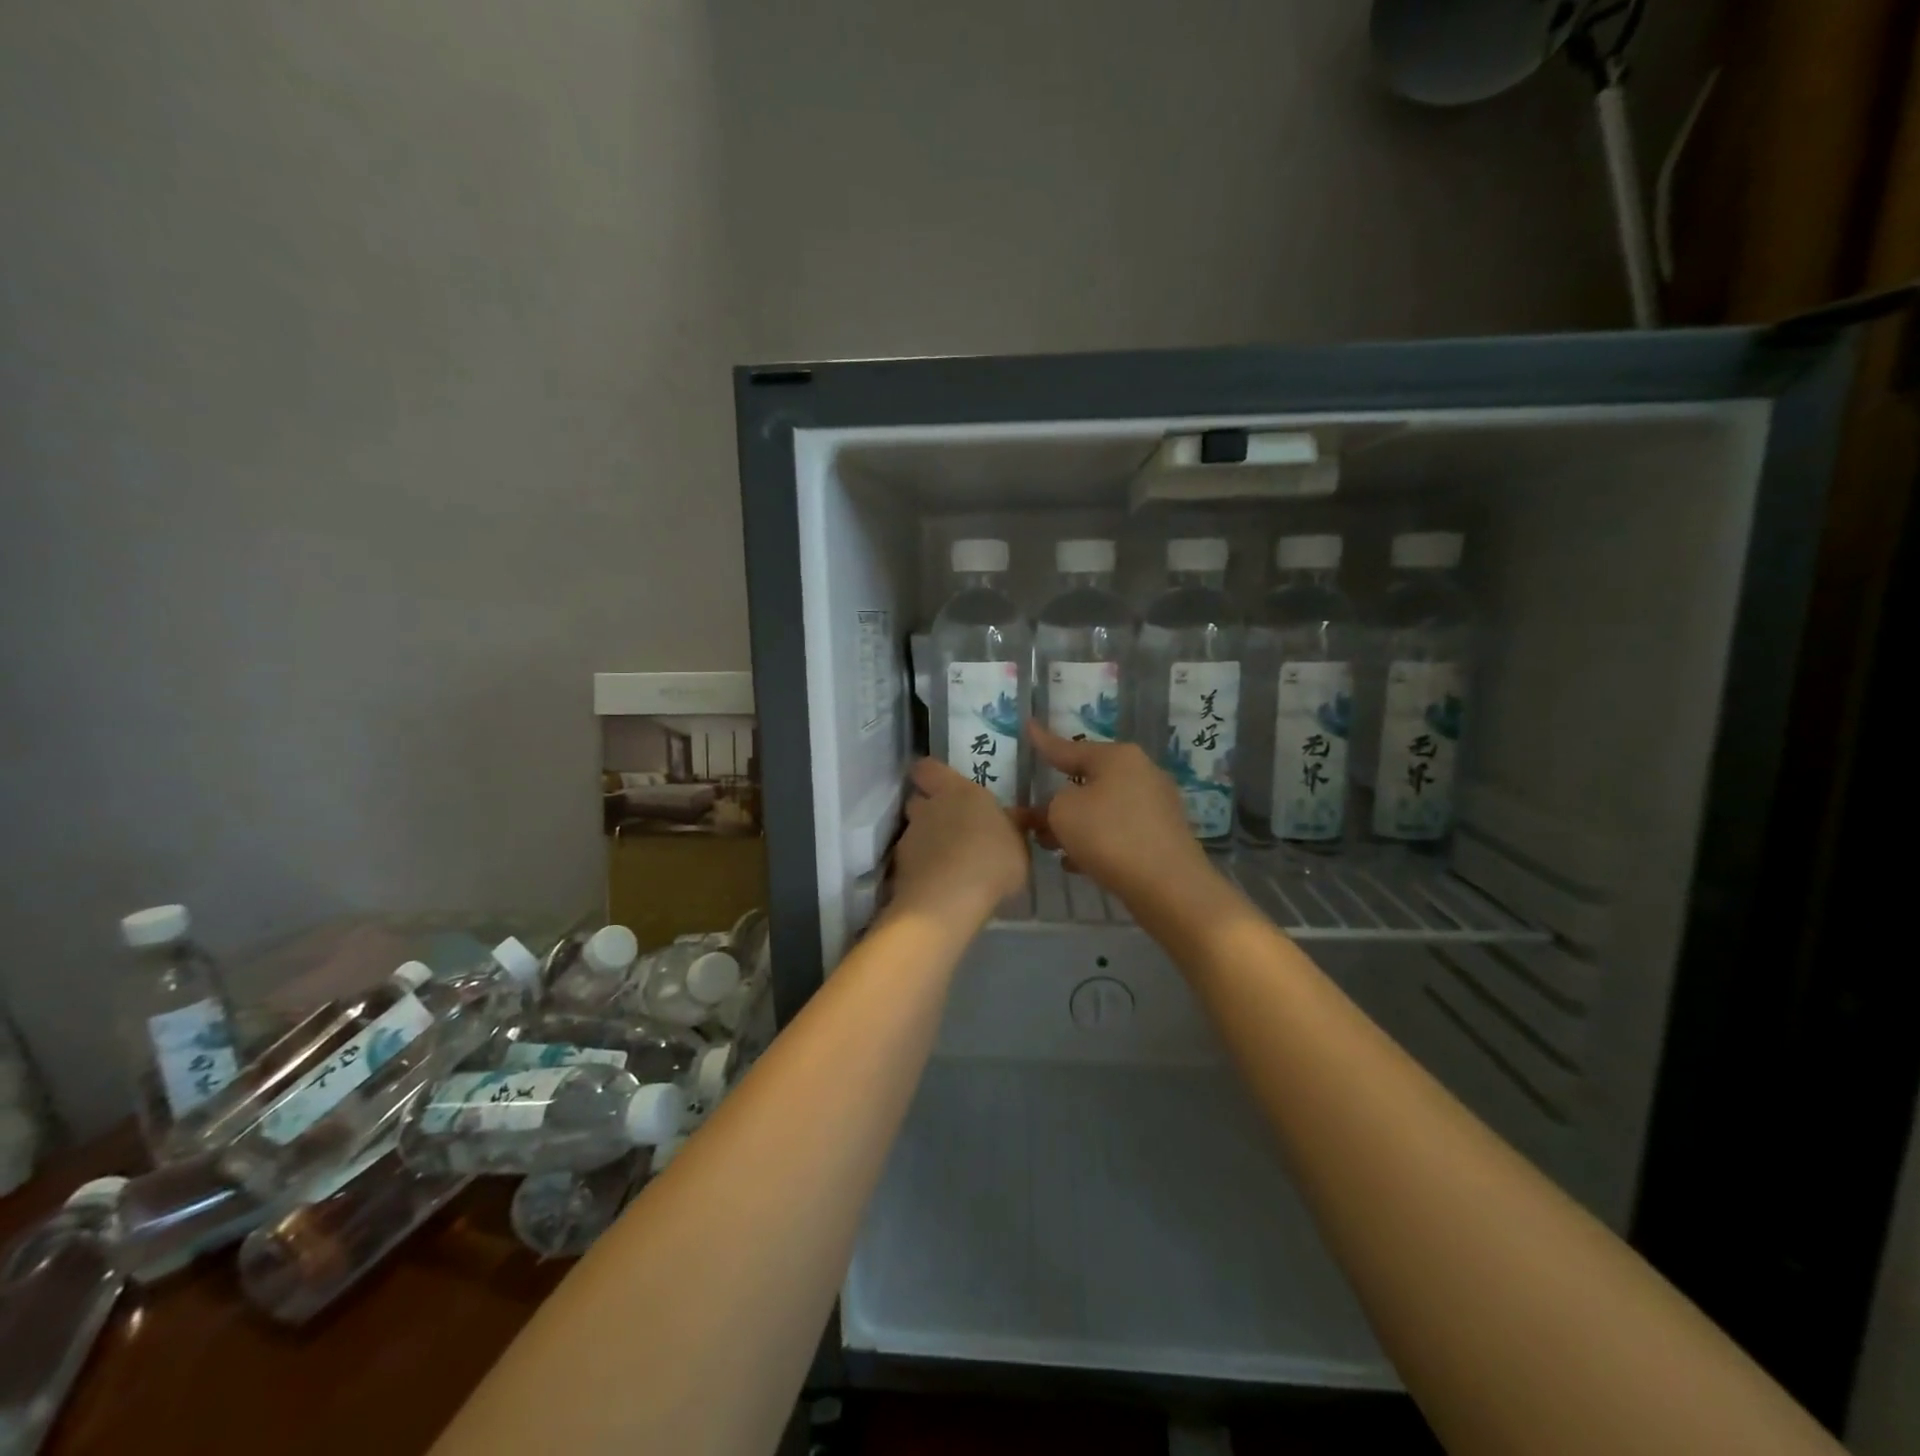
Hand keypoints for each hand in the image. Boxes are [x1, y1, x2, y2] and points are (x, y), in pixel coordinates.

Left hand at [889, 758, 1030, 926]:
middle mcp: (928, 808)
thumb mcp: (1019, 845)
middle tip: (951, 827)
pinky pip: (911, 862)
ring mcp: (909, 838)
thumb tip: (1017, 816)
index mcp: (957, 791)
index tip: (941, 784)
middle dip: (929, 810)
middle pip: (918, 800)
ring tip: (948, 864)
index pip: (928, 768)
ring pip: (914, 832)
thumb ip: (1013, 827)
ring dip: (926, 843)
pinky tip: (939, 885)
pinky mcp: (899, 868)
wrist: (948, 901)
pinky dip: (922, 869)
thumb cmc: (992, 861)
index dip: (931, 774)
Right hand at [1025, 720, 1218, 912]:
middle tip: (1033, 814)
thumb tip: (1061, 807)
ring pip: (1102, 808)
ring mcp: (1156, 805)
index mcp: (1118, 757)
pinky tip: (1076, 862)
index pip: (1070, 747)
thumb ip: (1051, 803)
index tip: (1028, 726)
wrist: (1169, 886)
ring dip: (1076, 824)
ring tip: (1049, 844)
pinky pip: (1118, 831)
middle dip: (1059, 799)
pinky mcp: (1162, 836)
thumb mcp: (1062, 812)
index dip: (1044, 741)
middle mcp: (1141, 772)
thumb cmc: (1110, 837)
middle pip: (1089, 780)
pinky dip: (1096, 841)